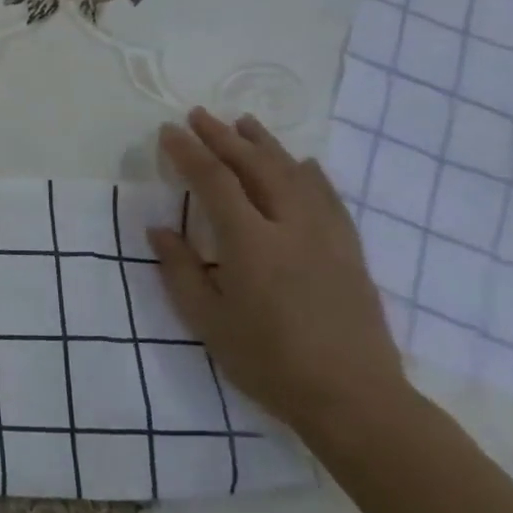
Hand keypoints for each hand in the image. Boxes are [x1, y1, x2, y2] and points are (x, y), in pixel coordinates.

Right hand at [147, 108, 411, 444]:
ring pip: (295, 174)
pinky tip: (303, 163)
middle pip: (256, 167)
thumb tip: (159, 229)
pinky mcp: (350, 251)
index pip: (214, 182)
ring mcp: (327, 236)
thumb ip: (180, 269)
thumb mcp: (206, 320)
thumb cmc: (267, 361)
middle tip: (199, 115)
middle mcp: (291, 227)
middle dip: (224, 138)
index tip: (168, 132)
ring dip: (267, 145)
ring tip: (245, 123)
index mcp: (250, 243)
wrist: (352, 397)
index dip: (189, 152)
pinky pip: (329, 198)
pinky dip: (310, 173)